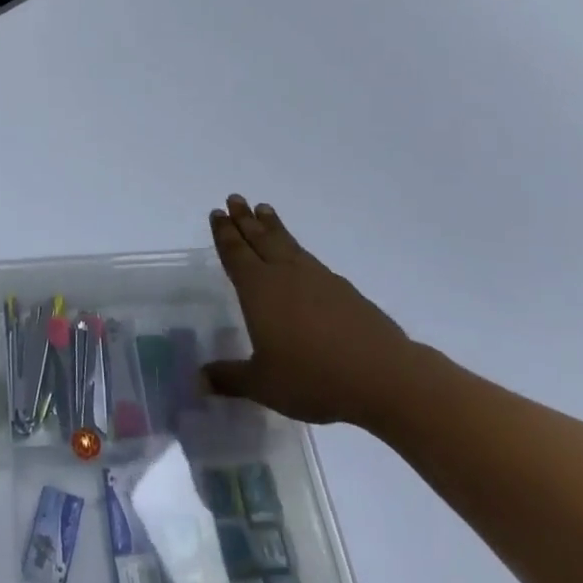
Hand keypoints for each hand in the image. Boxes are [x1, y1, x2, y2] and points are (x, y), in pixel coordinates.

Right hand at [202, 195, 421, 428]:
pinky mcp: (344, 291)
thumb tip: (199, 381)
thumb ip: (230, 379)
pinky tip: (300, 256)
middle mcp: (284, 275)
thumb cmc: (313, 377)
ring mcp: (318, 279)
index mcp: (258, 289)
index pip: (235, 254)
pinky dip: (298, 249)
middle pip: (260, 239)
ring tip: (264, 210)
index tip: (218, 212)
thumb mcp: (263, 384)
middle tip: (235, 198)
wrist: (384, 376)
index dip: (224, 234)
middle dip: (245, 219)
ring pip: (287, 244)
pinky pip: (310, 259)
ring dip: (273, 226)